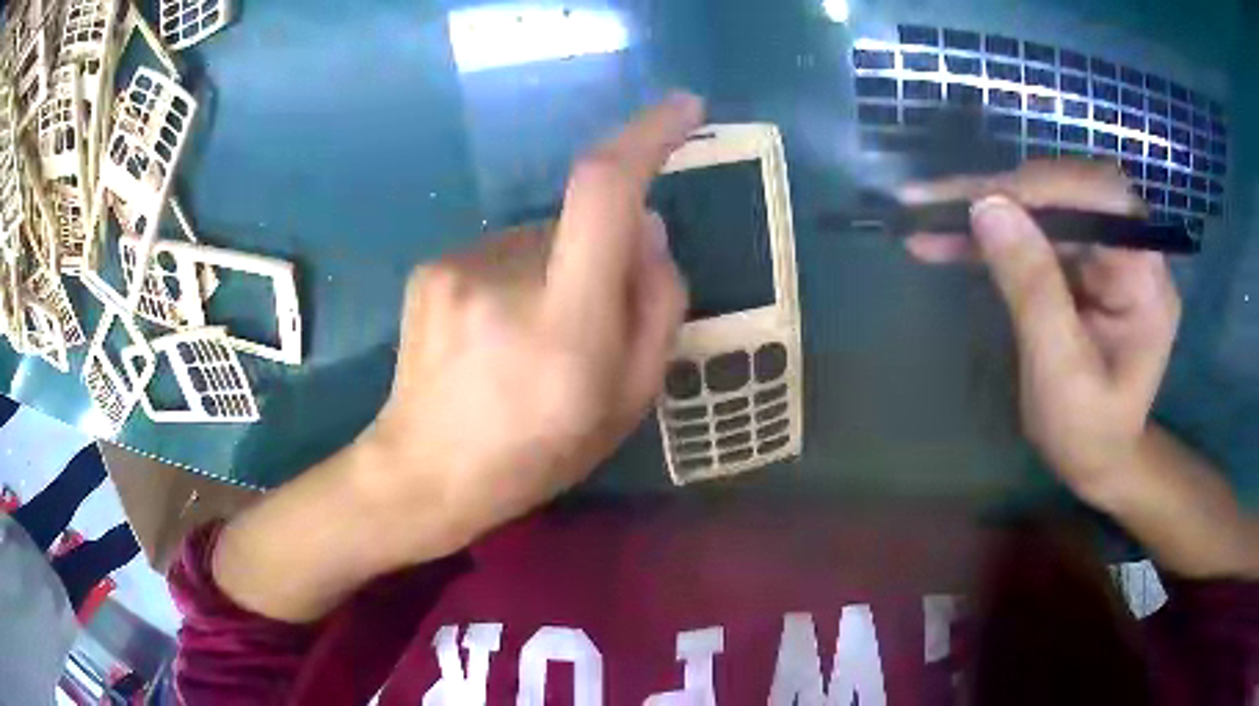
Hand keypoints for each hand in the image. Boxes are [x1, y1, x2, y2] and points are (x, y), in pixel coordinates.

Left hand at [362, 93, 701, 558]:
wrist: (426, 470)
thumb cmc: (537, 453)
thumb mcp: (629, 401)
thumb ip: (656, 307)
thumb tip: (647, 229)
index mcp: (566, 322)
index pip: (605, 192)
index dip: (647, 137)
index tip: (684, 110)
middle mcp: (506, 277)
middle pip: (581, 221)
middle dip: (604, 254)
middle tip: (589, 324)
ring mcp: (458, 266)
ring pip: (540, 238)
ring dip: (558, 270)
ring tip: (530, 341)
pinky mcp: (432, 266)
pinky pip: (501, 252)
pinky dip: (518, 277)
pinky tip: (494, 334)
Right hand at [901, 160, 1181, 504]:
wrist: (1098, 459)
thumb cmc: (1087, 432)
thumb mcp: (1060, 372)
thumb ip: (1032, 288)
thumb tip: (987, 207)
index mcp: (1145, 278)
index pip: (1099, 199)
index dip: (1041, 189)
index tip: (978, 200)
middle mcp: (1131, 250)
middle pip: (1068, 192)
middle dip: (1002, 194)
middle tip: (934, 203)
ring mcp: (1105, 253)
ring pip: (1046, 206)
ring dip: (988, 210)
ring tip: (927, 219)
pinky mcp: (1083, 261)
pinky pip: (1036, 230)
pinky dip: (992, 233)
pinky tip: (951, 240)